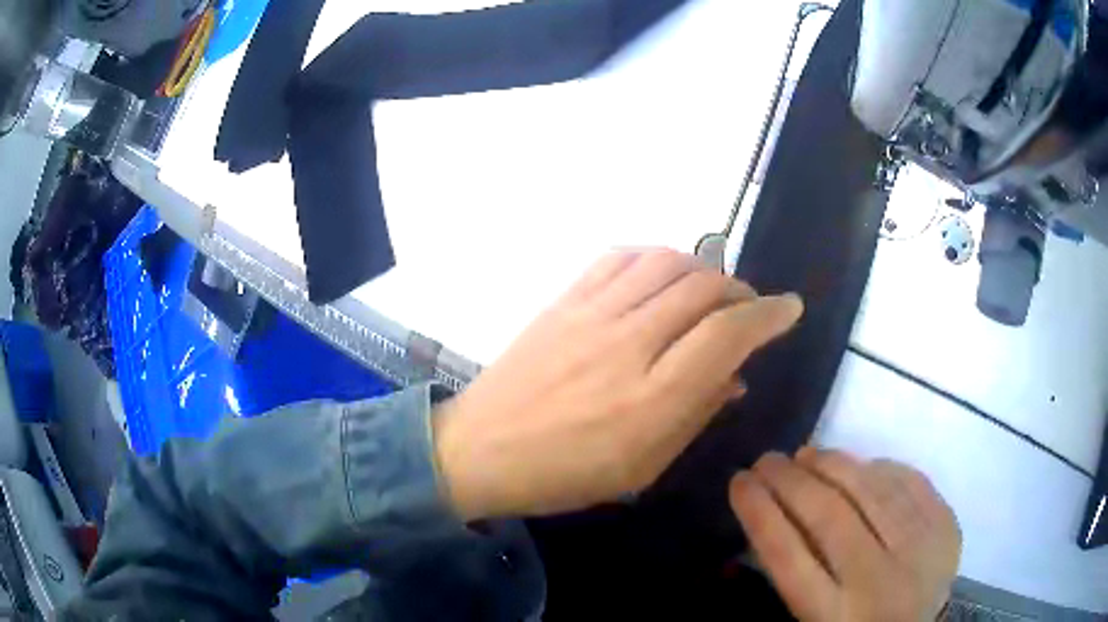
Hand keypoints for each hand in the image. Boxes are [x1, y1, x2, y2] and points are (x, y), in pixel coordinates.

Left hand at [432, 249, 803, 519]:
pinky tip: (661, 276)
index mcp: (652, 399)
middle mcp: (628, 344)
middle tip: (748, 307)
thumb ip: (695, 415)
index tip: (789, 308)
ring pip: (666, 262)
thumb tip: (735, 375)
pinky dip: (653, 257)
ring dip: (702, 268)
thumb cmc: (565, 475)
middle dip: (741, 290)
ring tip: (710, 290)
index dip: (768, 315)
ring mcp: (591, 314)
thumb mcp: (642, 468)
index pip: (727, 335)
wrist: (482, 450)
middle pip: (704, 288)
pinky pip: (619, 257)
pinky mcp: (563, 300)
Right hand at [730, 450, 961, 621]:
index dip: (760, 512)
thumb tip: (774, 514)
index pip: (788, 556)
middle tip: (765, 460)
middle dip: (789, 481)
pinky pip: (909, 483)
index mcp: (835, 617)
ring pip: (871, 491)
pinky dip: (879, 468)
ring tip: (806, 453)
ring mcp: (920, 551)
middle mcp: (878, 582)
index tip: (738, 481)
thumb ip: (796, 576)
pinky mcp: (945, 529)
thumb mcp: (814, 619)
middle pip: (829, 517)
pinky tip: (858, 464)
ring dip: (832, 464)